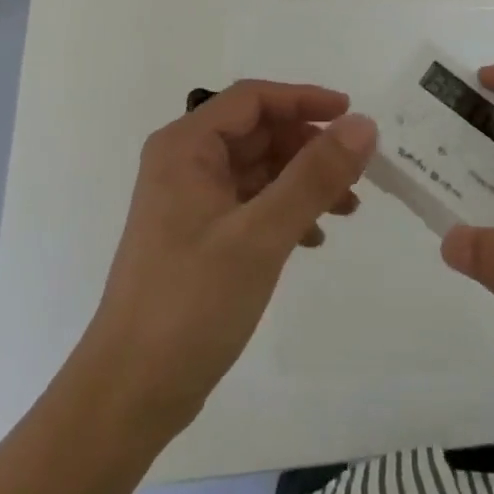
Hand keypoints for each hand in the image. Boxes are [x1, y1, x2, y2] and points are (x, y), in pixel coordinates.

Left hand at [78, 81, 376, 436]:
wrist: (130, 395)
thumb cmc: (191, 303)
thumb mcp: (261, 235)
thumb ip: (314, 176)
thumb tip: (363, 125)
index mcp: (186, 146)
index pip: (253, 99)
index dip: (304, 99)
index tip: (351, 115)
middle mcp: (184, 162)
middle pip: (258, 132)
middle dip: (308, 147)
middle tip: (356, 173)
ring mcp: (189, 200)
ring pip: (258, 169)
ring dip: (302, 181)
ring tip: (347, 209)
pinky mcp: (198, 235)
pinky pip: (250, 203)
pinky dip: (284, 211)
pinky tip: (313, 239)